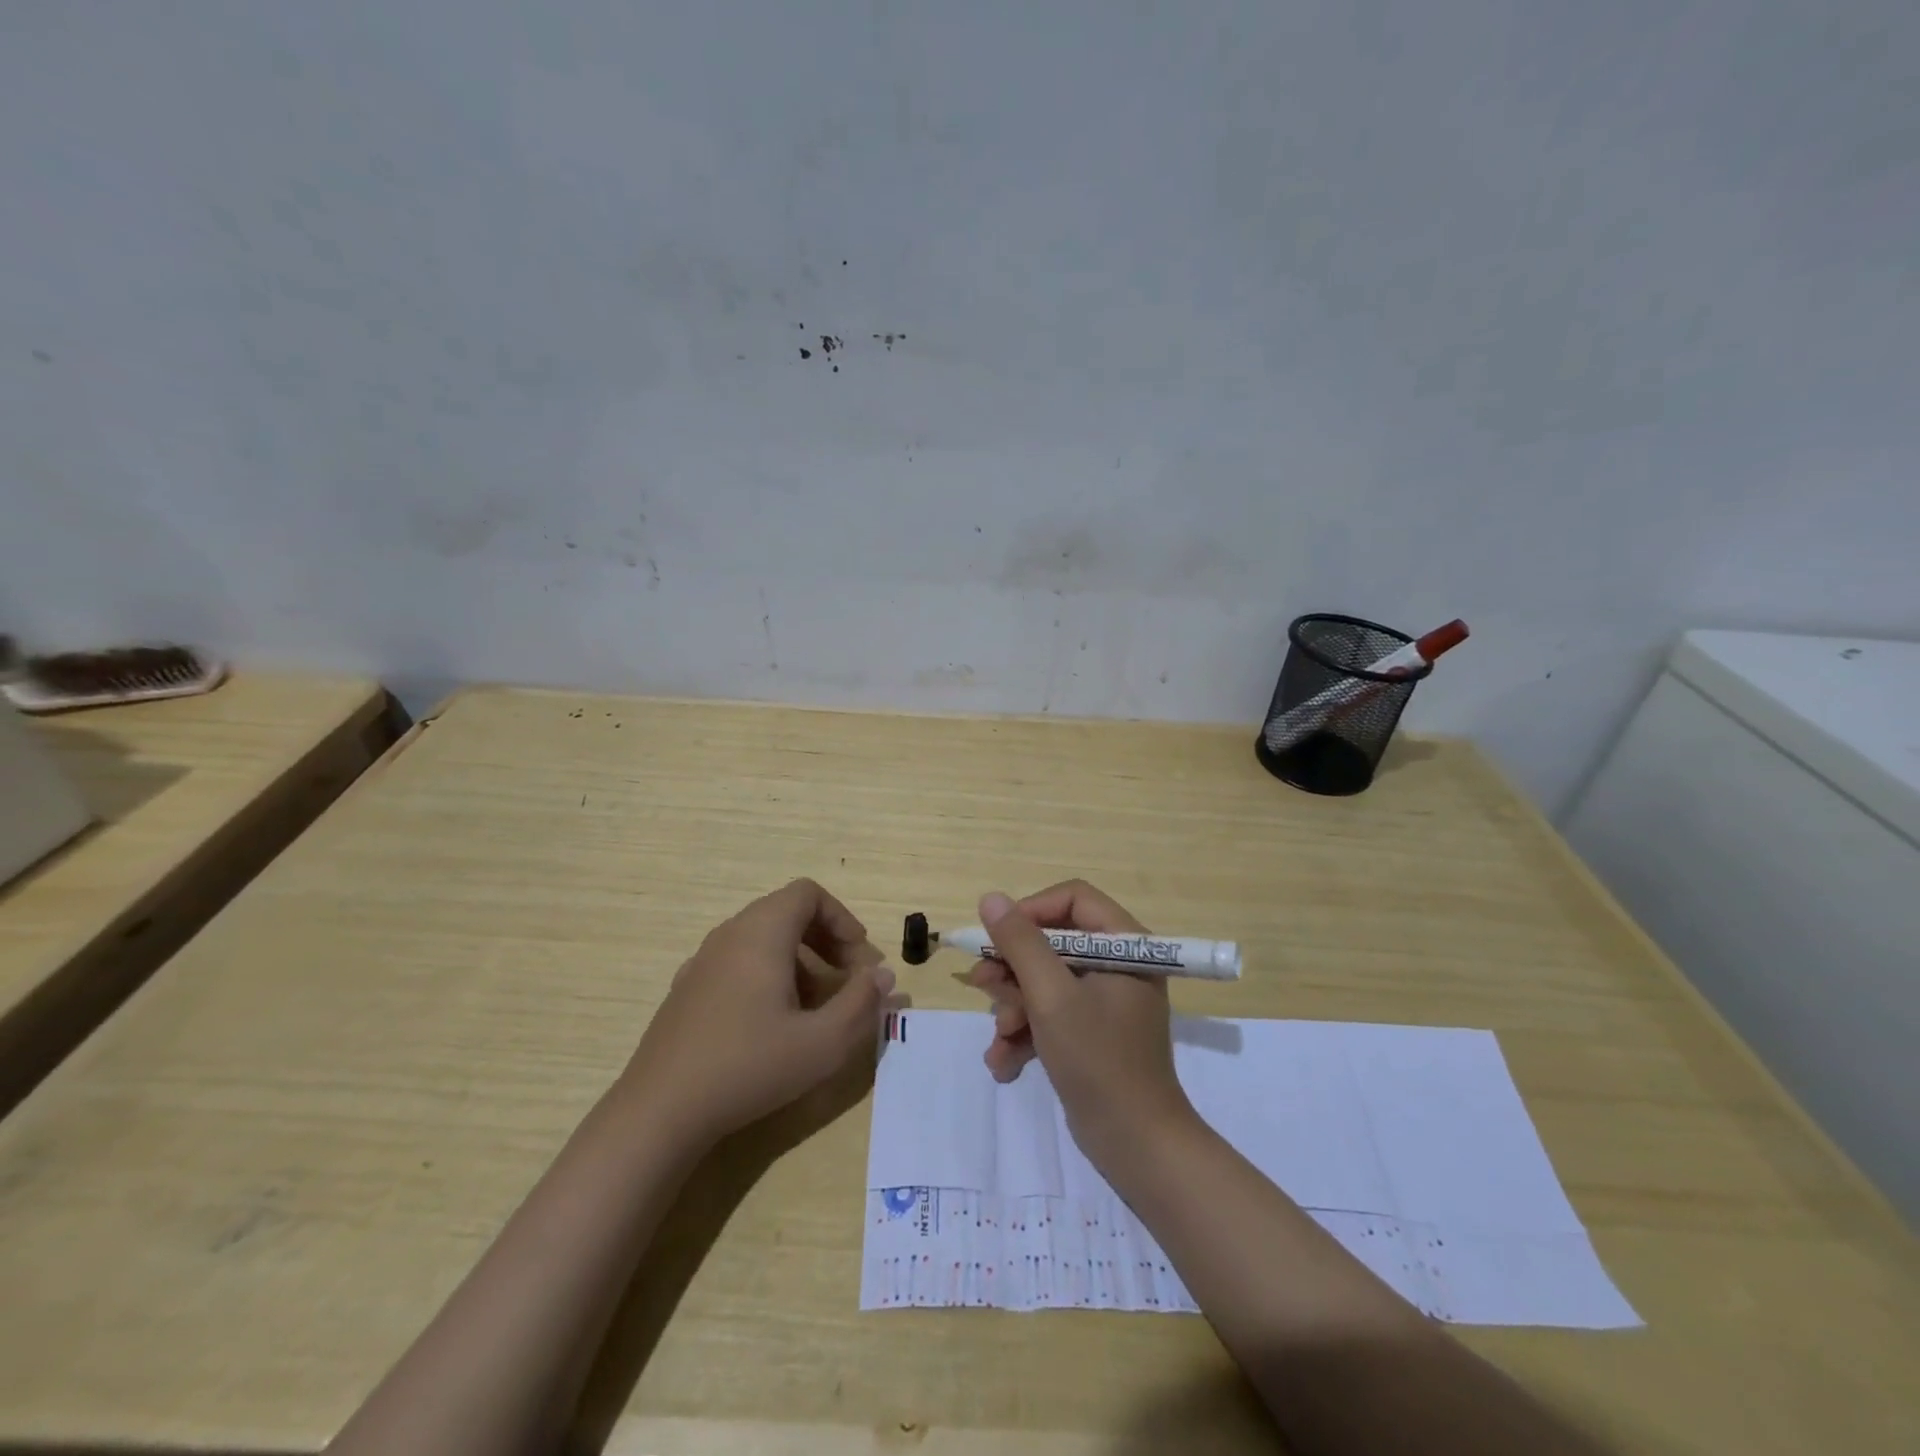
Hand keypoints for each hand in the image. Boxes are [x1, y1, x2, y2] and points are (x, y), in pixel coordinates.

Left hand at [621, 879, 894, 1150]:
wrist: (659, 1113)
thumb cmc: (748, 1068)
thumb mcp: (822, 1043)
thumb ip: (861, 1004)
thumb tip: (885, 977)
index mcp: (761, 933)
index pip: (808, 894)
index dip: (842, 919)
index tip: (860, 959)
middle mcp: (729, 936)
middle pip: (787, 913)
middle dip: (826, 941)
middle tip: (848, 981)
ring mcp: (702, 963)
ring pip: (762, 939)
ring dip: (799, 961)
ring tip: (815, 1008)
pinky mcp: (687, 991)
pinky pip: (738, 963)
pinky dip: (767, 976)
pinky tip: (771, 1025)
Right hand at [967, 881, 1195, 1166]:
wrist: (1137, 1146)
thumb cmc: (1098, 1060)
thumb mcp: (1051, 997)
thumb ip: (1020, 944)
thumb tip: (990, 898)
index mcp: (1125, 945)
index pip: (1072, 899)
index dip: (1030, 912)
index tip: (998, 937)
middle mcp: (1118, 964)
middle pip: (1053, 942)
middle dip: (1015, 971)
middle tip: (984, 987)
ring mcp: (1105, 1000)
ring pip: (1045, 981)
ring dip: (1015, 1009)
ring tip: (1000, 1039)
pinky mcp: (1092, 1032)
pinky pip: (1052, 1015)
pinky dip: (1027, 1034)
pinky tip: (1005, 1063)